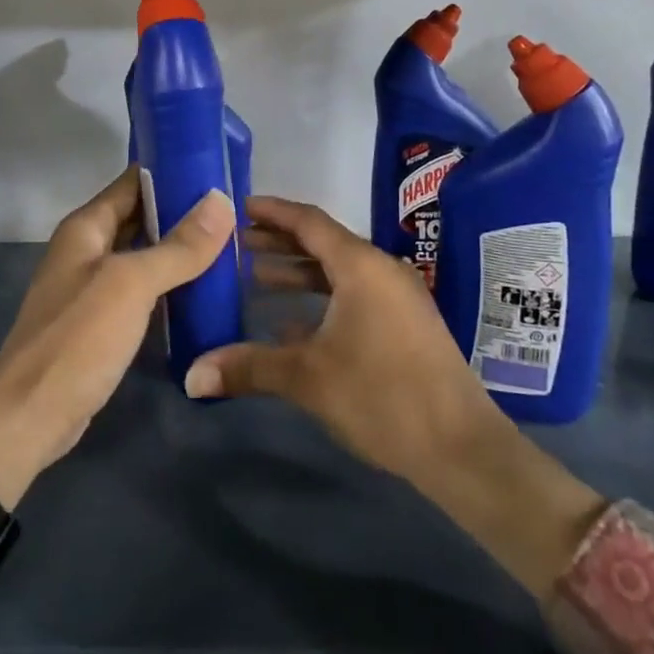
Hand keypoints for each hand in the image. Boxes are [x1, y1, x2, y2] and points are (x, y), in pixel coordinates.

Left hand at [0, 167, 235, 508]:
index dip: (173, 170)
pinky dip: (169, 282)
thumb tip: (221, 200)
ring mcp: (92, 286)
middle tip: (235, 207)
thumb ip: (178, 245)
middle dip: (183, 210)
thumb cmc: (78, 339)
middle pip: (140, 216)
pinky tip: (204, 286)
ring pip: (143, 253)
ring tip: (230, 241)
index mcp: (85, 227)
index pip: (133, 181)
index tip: (219, 167)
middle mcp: (86, 249)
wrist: (31, 417)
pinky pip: (141, 288)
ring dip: (179, 247)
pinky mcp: (101, 321)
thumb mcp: (131, 285)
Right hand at [182, 194, 500, 486]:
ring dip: (299, 272)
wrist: (461, 447)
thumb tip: (191, 376)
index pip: (309, 221)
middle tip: (238, 243)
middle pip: (323, 243)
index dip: (272, 211)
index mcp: (360, 266)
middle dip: (279, 242)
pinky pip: (354, 295)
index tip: (239, 206)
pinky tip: (290, 322)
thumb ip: (249, 367)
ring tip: (256, 276)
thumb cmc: (383, 396)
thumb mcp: (309, 378)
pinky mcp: (405, 324)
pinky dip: (321, 299)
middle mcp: (381, 271)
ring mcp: (397, 298)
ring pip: (338, 271)